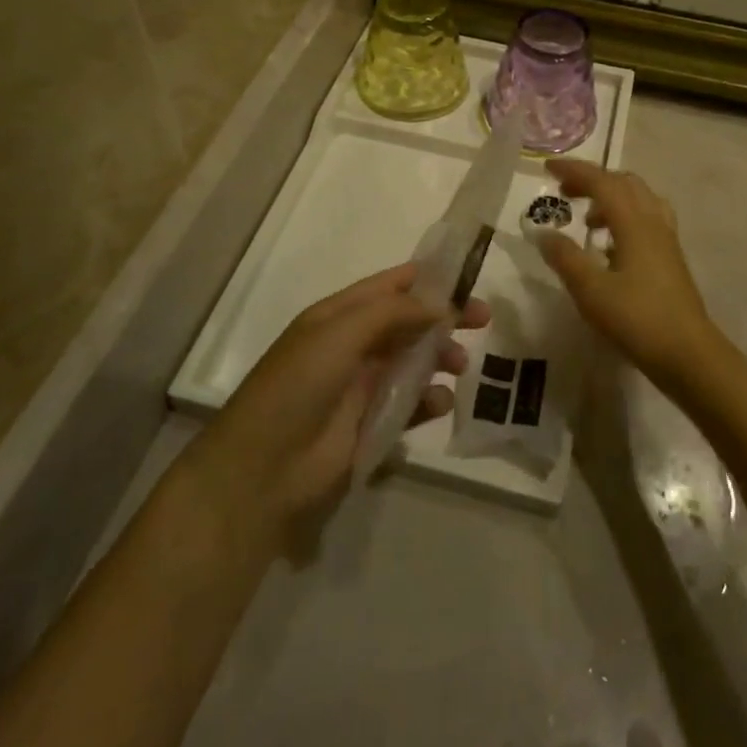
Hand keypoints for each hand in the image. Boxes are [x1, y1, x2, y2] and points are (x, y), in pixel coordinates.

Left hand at [200, 264, 486, 543]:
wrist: (263, 469)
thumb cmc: (299, 386)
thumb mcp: (341, 333)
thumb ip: (394, 312)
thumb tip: (442, 304)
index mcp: (339, 315)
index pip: (390, 286)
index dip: (428, 278)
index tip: (469, 277)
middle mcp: (352, 344)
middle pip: (408, 322)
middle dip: (444, 318)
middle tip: (484, 321)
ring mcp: (362, 385)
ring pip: (414, 361)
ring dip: (440, 358)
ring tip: (461, 366)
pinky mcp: (371, 424)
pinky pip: (410, 404)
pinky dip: (429, 400)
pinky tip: (439, 404)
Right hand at [533, 160, 730, 389]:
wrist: (688, 353)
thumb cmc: (637, 319)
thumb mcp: (590, 290)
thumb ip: (565, 258)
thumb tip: (543, 233)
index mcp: (634, 223)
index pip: (602, 182)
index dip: (574, 170)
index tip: (547, 167)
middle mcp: (653, 222)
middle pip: (624, 183)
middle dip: (593, 180)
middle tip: (564, 192)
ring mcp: (666, 240)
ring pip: (639, 199)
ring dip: (611, 197)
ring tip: (587, 219)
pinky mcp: (671, 258)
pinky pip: (646, 220)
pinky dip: (624, 217)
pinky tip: (610, 246)